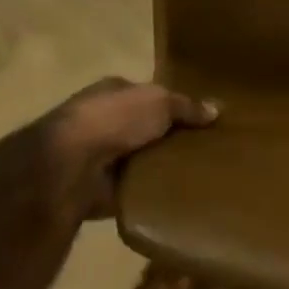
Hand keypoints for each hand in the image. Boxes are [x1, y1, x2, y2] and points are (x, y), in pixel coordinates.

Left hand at [44, 78, 218, 218]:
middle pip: (148, 128)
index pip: (149, 95)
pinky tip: (182, 196)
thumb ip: (187, 106)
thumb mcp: (159, 101)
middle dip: (172, 137)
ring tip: (203, 174)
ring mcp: (102, 156)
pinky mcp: (103, 188)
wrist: (72, 165)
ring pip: (143, 159)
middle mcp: (106, 121)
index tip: (204, 119)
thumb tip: (216, 109)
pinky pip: (138, 189)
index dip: (175, 105)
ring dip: (163, 167)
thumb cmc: (114, 119)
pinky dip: (154, 193)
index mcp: (114, 92)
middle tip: (210, 149)